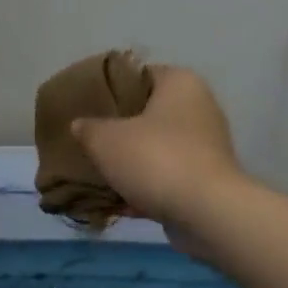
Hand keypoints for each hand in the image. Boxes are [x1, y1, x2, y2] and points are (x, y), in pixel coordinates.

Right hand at [71, 66, 246, 229]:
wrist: (207, 212)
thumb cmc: (156, 158)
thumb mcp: (105, 140)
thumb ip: (88, 128)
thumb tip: (80, 125)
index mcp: (180, 82)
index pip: (139, 75)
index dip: (110, 89)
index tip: (87, 106)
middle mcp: (200, 107)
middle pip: (148, 112)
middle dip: (120, 128)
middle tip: (90, 139)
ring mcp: (207, 144)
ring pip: (158, 146)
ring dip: (133, 160)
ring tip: (100, 172)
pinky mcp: (207, 178)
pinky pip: (168, 175)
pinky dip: (147, 185)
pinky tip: (119, 201)